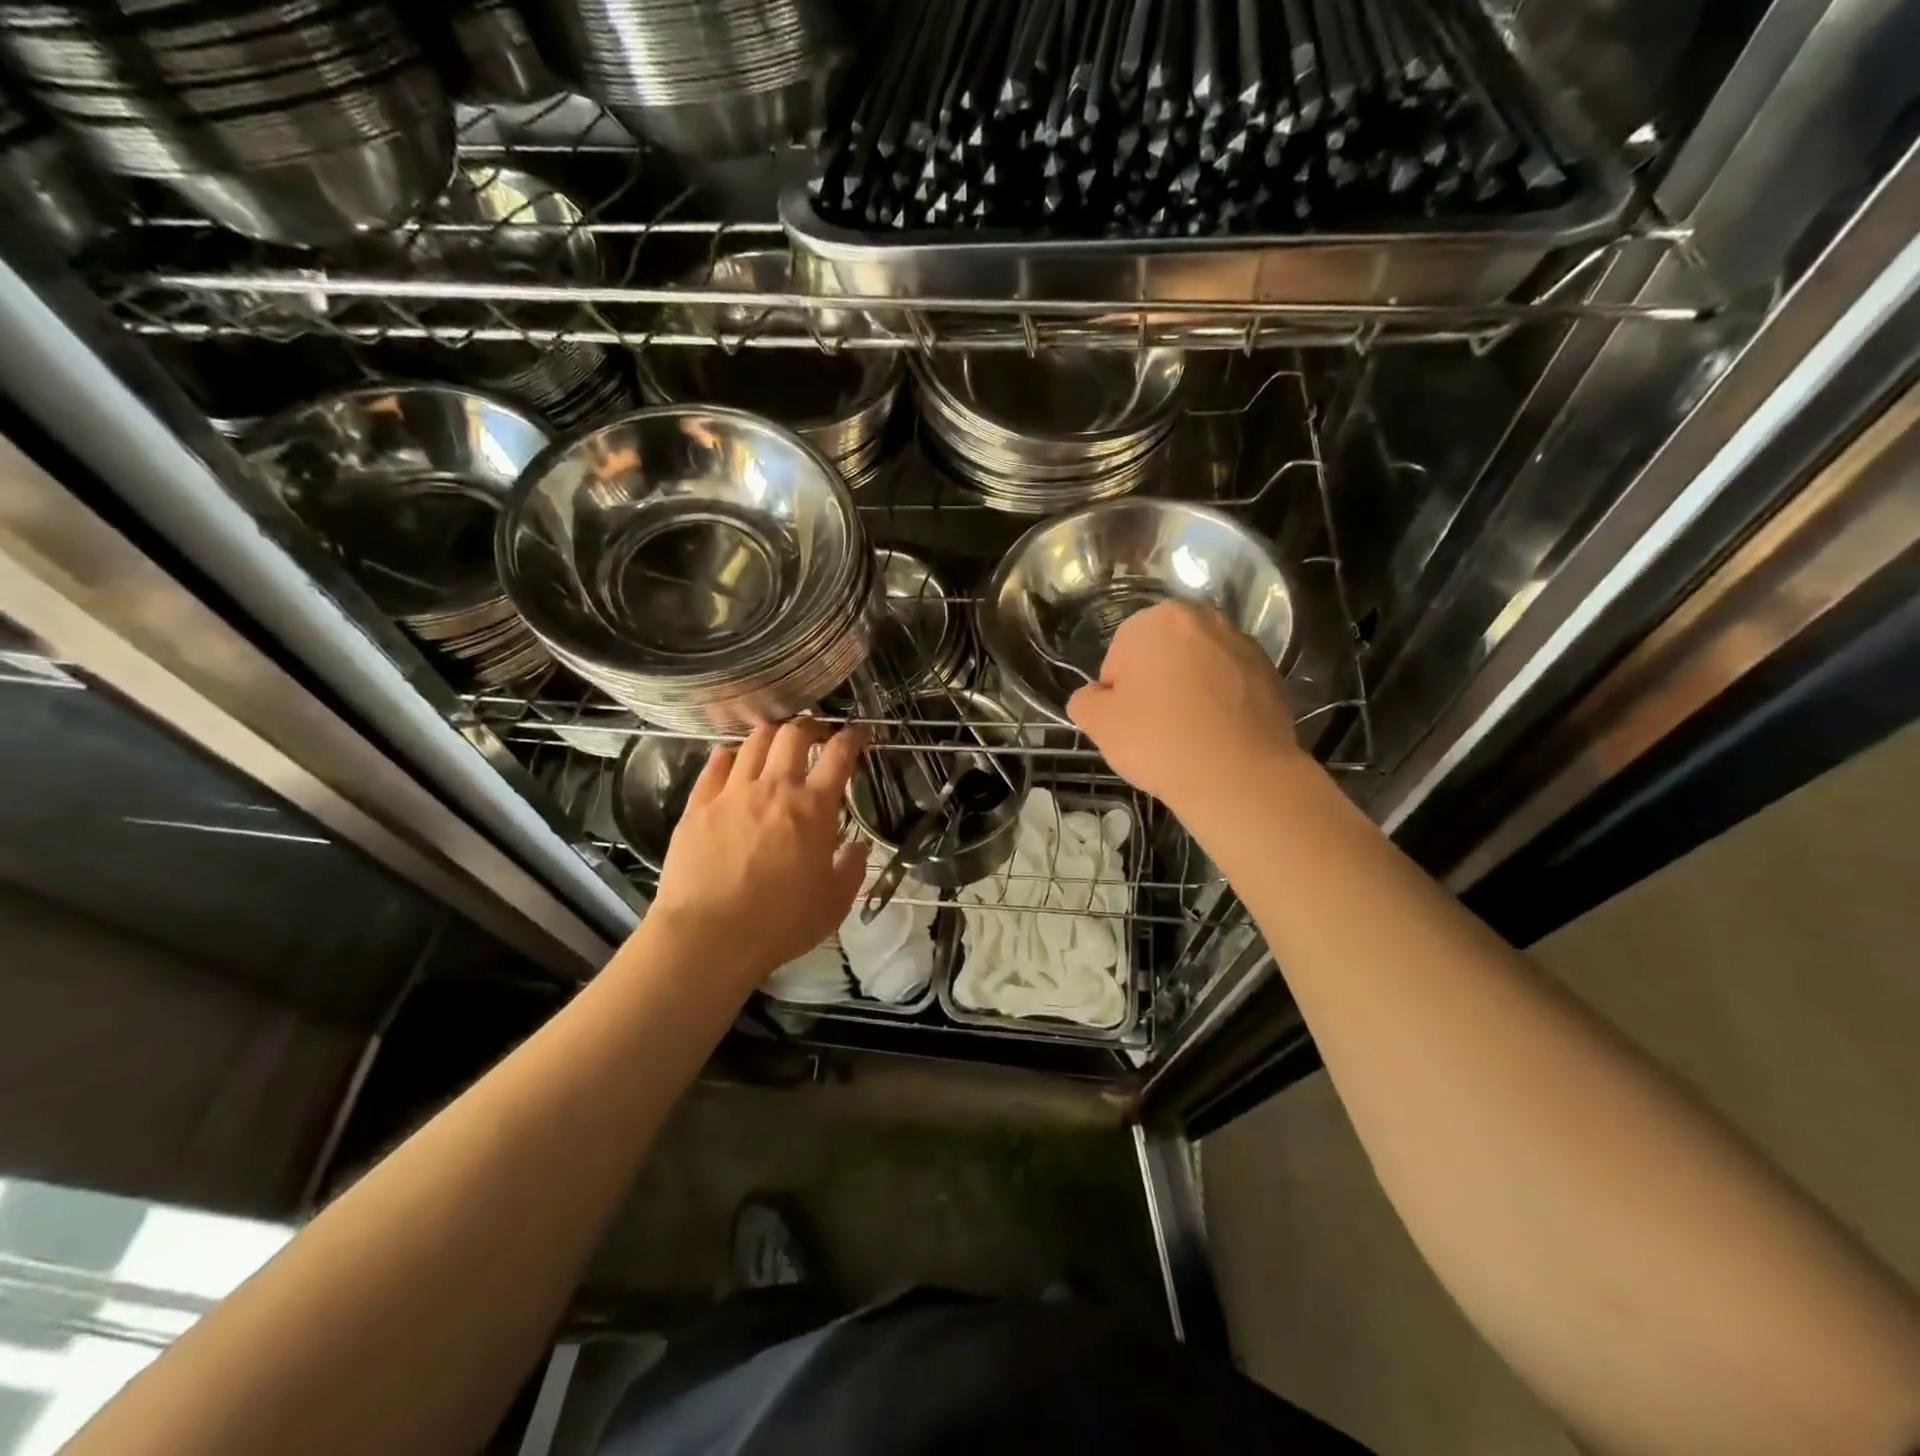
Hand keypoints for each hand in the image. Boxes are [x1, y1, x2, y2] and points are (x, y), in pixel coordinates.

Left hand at [648, 719, 869, 989]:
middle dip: (810, 725)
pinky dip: (728, 756)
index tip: (859, 733)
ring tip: (776, 740)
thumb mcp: (833, 904)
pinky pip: (714, 766)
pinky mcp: (698, 806)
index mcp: (813, 808)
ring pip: (753, 742)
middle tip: (816, 732)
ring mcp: (732, 793)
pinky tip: (730, 758)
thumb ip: (851, 869)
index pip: (839, 755)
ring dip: (771, 734)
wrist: (709, 937)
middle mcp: (774, 788)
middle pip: (793, 735)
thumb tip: (858, 847)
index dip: (853, 737)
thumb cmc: (780, 923)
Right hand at [1067, 600, 1304, 822]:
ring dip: (1189, 692)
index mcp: (1160, 620)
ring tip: (1188, 735)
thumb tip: (1094, 697)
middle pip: (1163, 655)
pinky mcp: (1271, 675)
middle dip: (1156, 685)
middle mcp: (1206, 620)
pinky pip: (1230, 687)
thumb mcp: (1099, 723)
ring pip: (1199, 669)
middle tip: (1153, 728)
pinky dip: (1220, 704)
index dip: (1118, 692)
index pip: (1120, 655)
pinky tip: (1216, 737)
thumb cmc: (1159, 740)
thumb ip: (1085, 700)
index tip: (1127, 722)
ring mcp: (1244, 646)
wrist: (1238, 777)